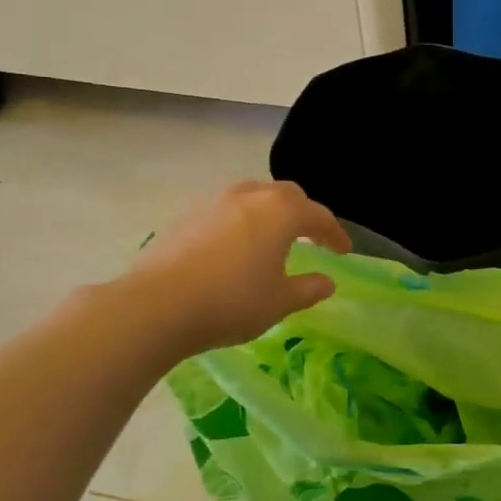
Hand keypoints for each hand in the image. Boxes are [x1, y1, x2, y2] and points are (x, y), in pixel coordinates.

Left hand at [128, 181, 351, 356]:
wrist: (157, 305)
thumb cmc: (231, 302)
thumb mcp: (279, 302)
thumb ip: (308, 289)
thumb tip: (327, 281)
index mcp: (280, 212)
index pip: (318, 215)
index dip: (335, 233)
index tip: (344, 252)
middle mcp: (249, 197)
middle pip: (286, 195)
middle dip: (303, 214)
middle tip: (311, 238)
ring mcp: (214, 203)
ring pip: (252, 197)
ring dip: (269, 214)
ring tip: (272, 239)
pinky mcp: (187, 217)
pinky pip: (226, 212)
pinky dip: (241, 223)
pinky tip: (235, 249)